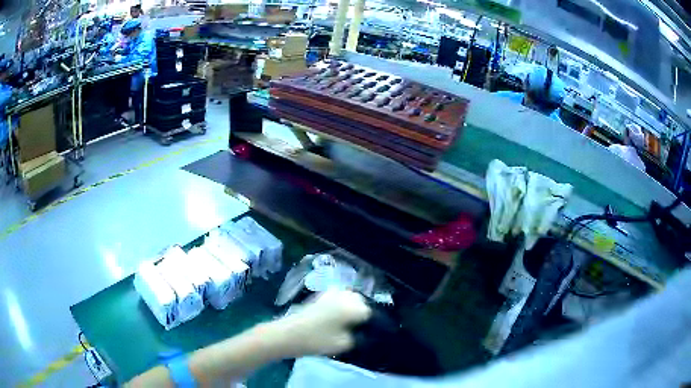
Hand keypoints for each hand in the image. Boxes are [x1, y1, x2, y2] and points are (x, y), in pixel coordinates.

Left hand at [274, 290, 371, 356]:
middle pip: (360, 300)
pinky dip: (339, 304)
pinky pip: (336, 297)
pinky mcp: (318, 296)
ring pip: (348, 296)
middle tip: (357, 326)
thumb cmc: (318, 340)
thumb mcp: (344, 344)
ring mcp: (329, 293)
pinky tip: (334, 316)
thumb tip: (363, 333)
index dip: (369, 323)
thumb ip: (358, 337)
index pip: (369, 311)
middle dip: (360, 311)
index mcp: (353, 306)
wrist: (289, 334)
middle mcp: (343, 295)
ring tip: (346, 321)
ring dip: (350, 306)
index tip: (365, 332)